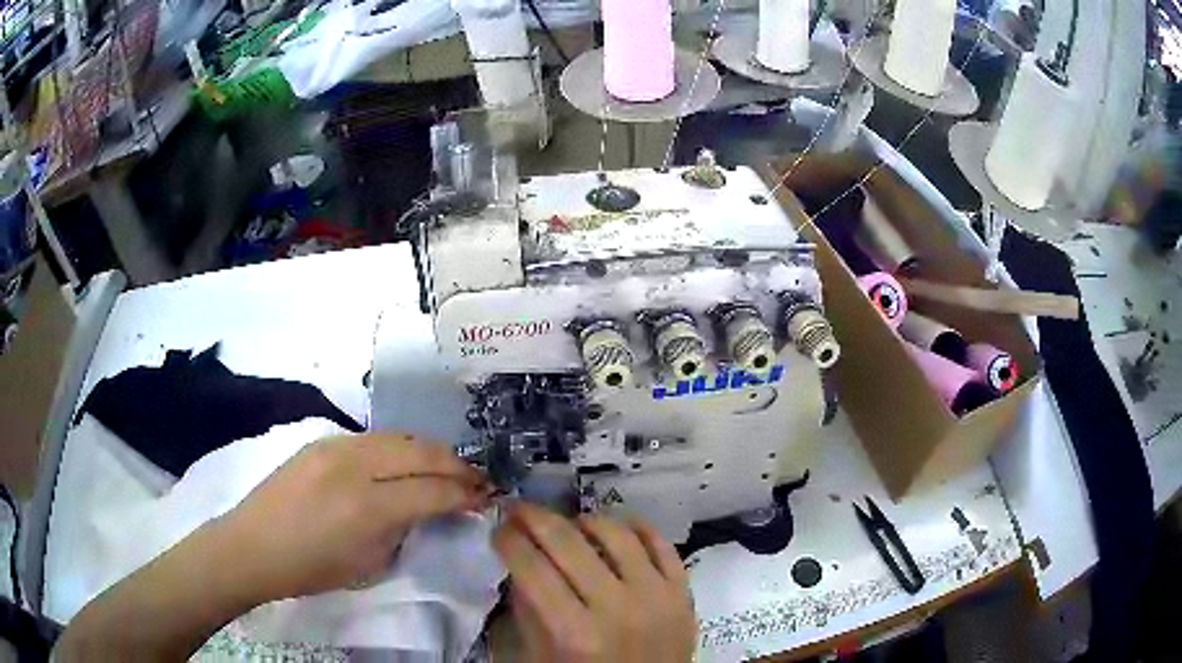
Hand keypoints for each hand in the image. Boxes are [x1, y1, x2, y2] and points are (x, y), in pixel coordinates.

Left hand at [218, 433, 490, 601]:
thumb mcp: (369, 565)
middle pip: (422, 452)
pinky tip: (406, 462)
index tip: (486, 498)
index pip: (433, 490)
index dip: (465, 493)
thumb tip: (429, 508)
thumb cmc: (311, 569)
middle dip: (457, 465)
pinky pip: (375, 438)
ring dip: (431, 452)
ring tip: (448, 468)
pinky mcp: (323, 440)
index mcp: (367, 508)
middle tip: (477, 479)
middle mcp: (355, 466)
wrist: (253, 545)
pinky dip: (402, 448)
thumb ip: (403, 530)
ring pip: (400, 437)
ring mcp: (336, 446)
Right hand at [494, 503, 696, 662]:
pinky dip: (636, 527)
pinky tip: (616, 527)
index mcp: (574, 634)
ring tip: (570, 525)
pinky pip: (661, 544)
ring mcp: (657, 597)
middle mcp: (617, 609)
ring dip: (585, 520)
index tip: (499, 529)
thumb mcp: (541, 656)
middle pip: (568, 543)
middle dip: (534, 518)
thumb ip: (529, 610)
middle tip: (520, 510)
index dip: (508, 539)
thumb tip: (520, 558)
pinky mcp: (684, 593)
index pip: (531, 568)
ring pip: (617, 533)